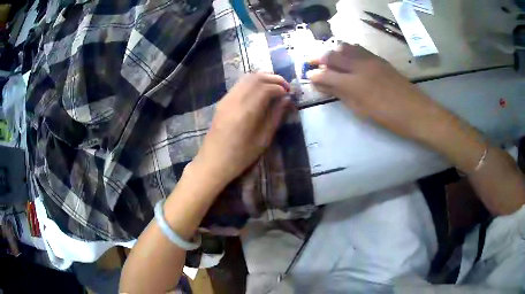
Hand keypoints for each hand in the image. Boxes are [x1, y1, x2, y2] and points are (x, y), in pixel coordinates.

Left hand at [192, 73, 290, 187]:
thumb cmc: (240, 156)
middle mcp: (235, 99)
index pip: (266, 88)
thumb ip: (275, 116)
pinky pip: (239, 84)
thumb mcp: (263, 139)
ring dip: (263, 78)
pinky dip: (253, 82)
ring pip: (246, 78)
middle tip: (286, 87)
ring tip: (276, 87)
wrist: (213, 162)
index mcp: (247, 111)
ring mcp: (226, 99)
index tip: (290, 94)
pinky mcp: (222, 101)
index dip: (281, 88)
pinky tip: (260, 91)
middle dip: (274, 78)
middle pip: (256, 78)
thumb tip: (286, 100)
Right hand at [308, 43, 451, 140]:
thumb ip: (341, 94)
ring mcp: (370, 59)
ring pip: (344, 47)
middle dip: (318, 58)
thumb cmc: (388, 117)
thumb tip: (323, 85)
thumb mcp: (361, 110)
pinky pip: (358, 49)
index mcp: (354, 84)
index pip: (326, 74)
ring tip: (330, 59)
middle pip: (332, 55)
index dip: (314, 75)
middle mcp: (359, 66)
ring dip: (333, 52)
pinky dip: (347, 50)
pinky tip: (347, 57)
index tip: (309, 76)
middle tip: (312, 63)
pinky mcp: (378, 58)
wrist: (416, 111)